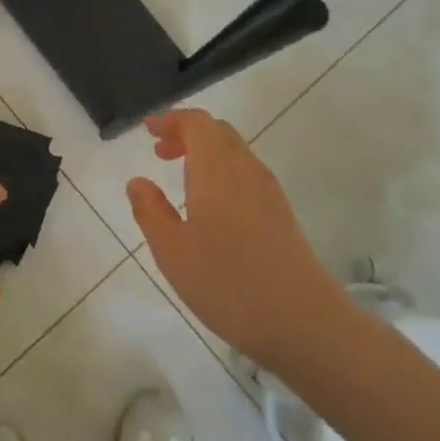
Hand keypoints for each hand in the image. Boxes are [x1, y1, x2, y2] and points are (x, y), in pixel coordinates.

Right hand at [127, 109, 348, 372]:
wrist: (302, 321)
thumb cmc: (228, 284)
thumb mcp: (173, 252)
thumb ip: (150, 211)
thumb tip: (137, 182)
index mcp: (217, 170)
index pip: (197, 123)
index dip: (171, 119)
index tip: (148, 129)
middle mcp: (246, 170)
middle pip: (218, 132)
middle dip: (186, 133)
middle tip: (159, 150)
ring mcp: (268, 191)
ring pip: (234, 153)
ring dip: (205, 153)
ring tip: (179, 176)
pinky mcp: (281, 213)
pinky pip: (246, 174)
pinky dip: (221, 172)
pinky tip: (209, 205)